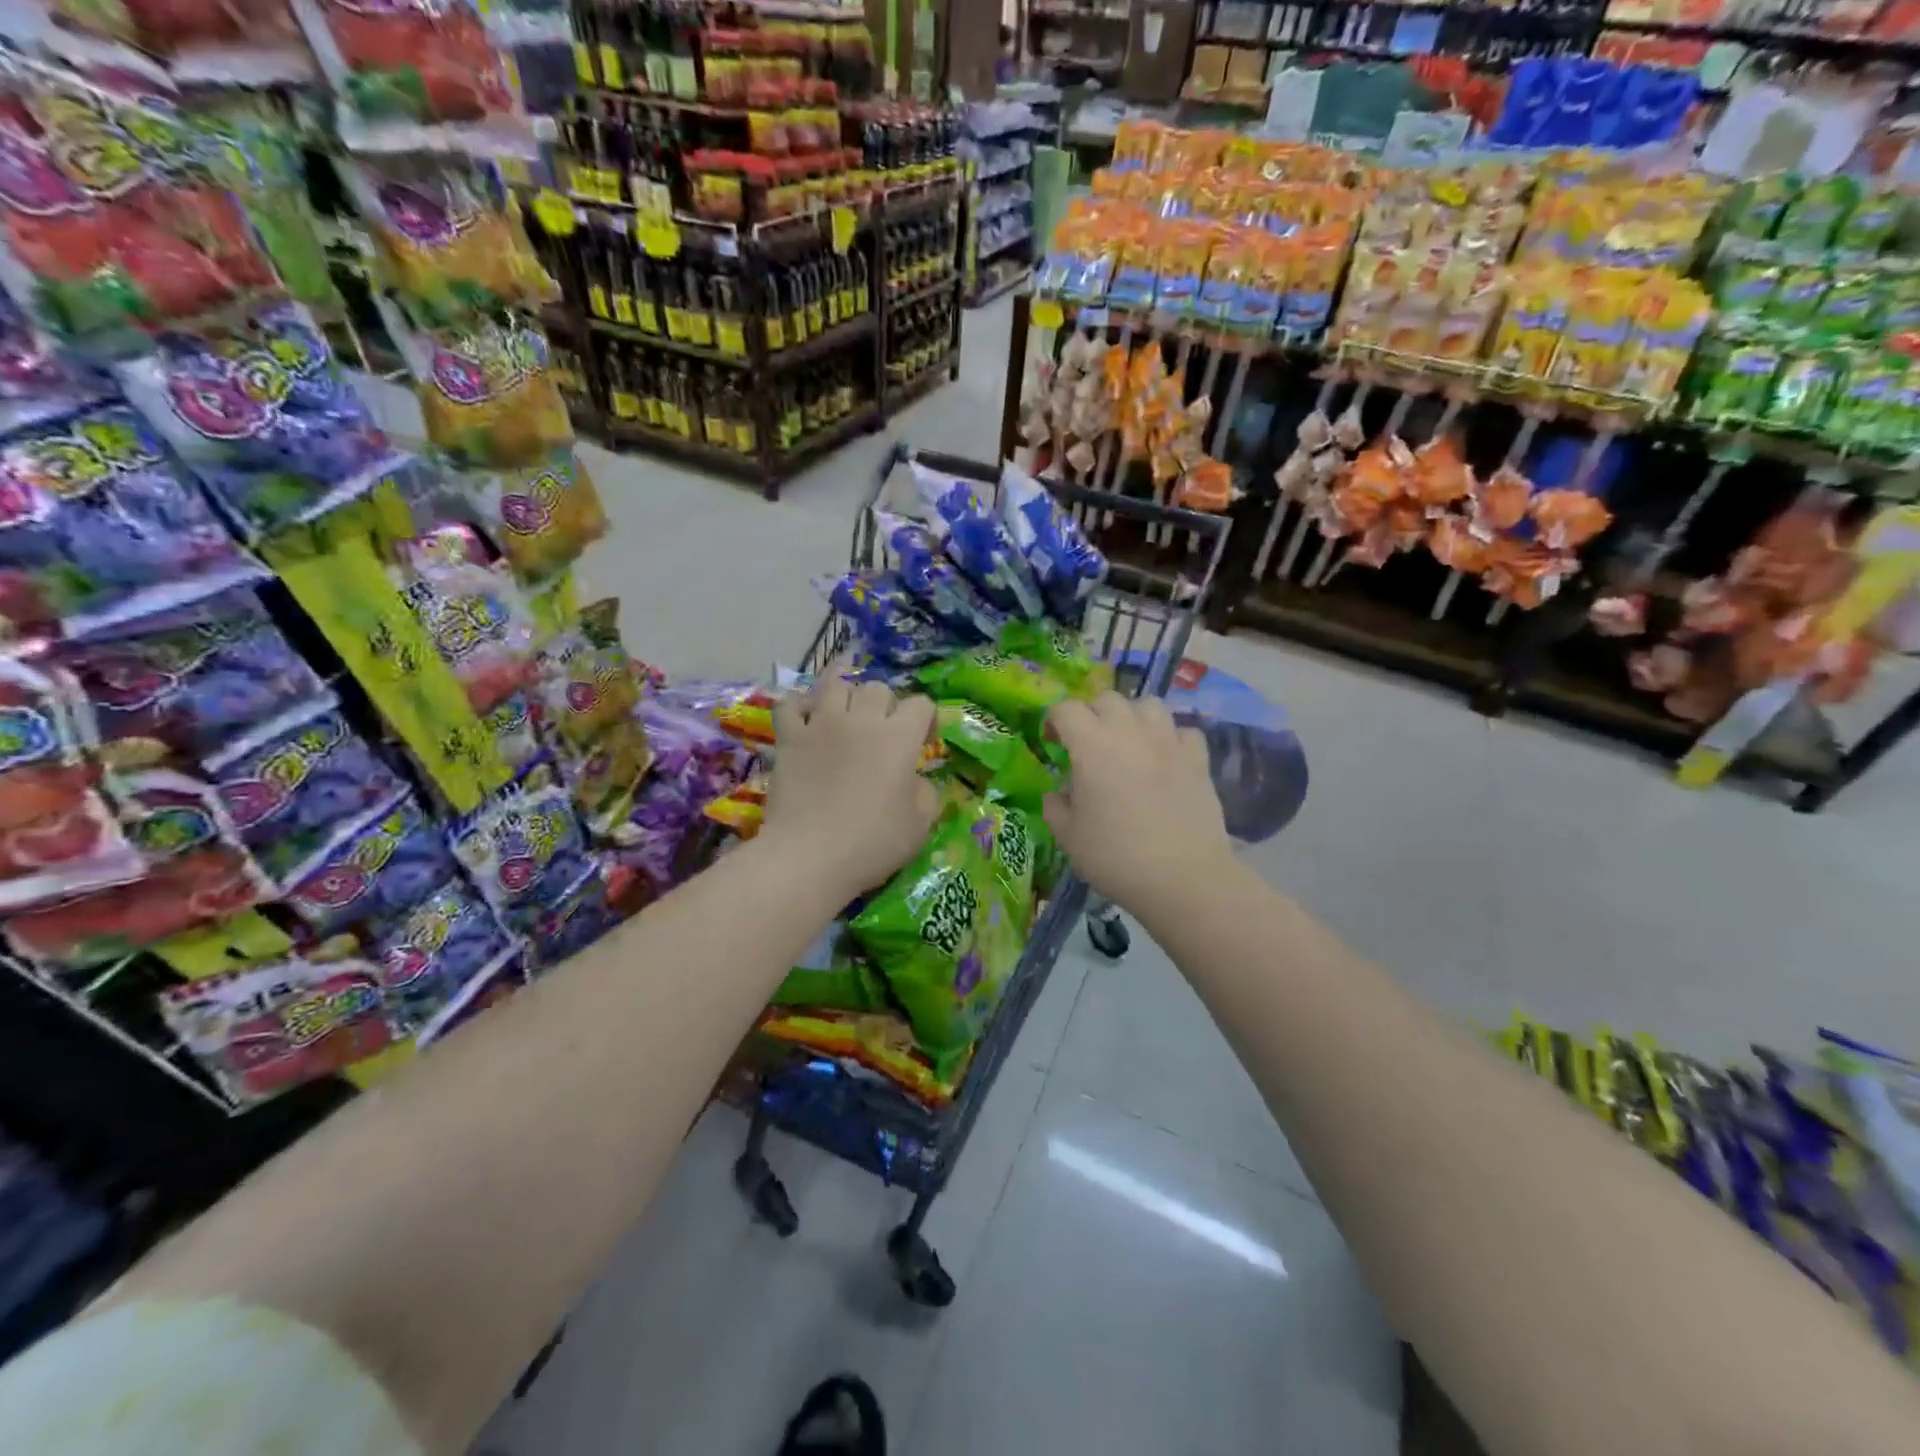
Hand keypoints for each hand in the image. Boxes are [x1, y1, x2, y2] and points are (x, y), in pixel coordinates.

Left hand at [766, 680, 939, 900]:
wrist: (810, 856)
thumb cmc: (872, 843)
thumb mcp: (920, 824)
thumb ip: (926, 792)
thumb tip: (914, 779)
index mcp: (899, 737)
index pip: (921, 705)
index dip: (927, 720)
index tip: (924, 742)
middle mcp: (861, 719)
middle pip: (878, 688)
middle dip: (887, 705)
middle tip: (884, 732)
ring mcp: (820, 724)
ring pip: (835, 685)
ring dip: (846, 696)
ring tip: (846, 716)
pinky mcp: (789, 737)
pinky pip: (790, 703)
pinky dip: (799, 705)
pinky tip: (806, 719)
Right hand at [1044, 691, 1233, 913]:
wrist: (1182, 877)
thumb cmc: (1116, 857)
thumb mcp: (1069, 837)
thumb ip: (1055, 807)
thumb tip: (1057, 793)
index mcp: (1091, 746)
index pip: (1066, 710)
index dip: (1054, 721)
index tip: (1053, 742)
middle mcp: (1129, 732)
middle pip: (1107, 699)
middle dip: (1092, 714)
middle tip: (1088, 744)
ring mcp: (1168, 741)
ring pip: (1148, 705)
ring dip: (1133, 717)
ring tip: (1129, 743)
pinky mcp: (1198, 758)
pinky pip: (1183, 731)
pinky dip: (1171, 738)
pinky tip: (1166, 758)